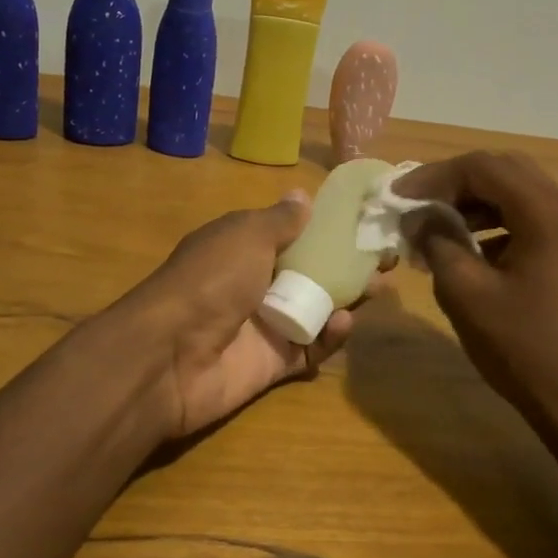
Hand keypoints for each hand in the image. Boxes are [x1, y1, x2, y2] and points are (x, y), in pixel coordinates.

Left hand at [124, 192, 384, 438]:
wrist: (170, 355)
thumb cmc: (211, 280)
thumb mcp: (245, 236)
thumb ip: (279, 220)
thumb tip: (303, 195)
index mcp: (244, 247)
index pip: (293, 233)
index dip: (328, 228)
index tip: (366, 222)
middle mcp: (256, 282)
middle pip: (311, 271)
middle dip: (348, 264)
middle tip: (386, 259)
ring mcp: (265, 324)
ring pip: (316, 308)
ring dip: (348, 297)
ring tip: (380, 287)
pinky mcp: (273, 363)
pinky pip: (311, 348)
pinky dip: (329, 337)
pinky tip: (343, 323)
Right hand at [394, 151, 557, 427]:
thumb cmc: (525, 348)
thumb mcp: (467, 294)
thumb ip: (437, 242)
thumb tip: (417, 216)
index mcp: (549, 214)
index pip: (484, 167)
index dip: (434, 176)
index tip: (397, 197)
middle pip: (505, 172)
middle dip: (454, 183)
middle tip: (415, 205)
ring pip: (518, 195)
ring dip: (473, 203)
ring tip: (434, 227)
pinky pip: (530, 221)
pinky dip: (494, 224)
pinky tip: (467, 251)